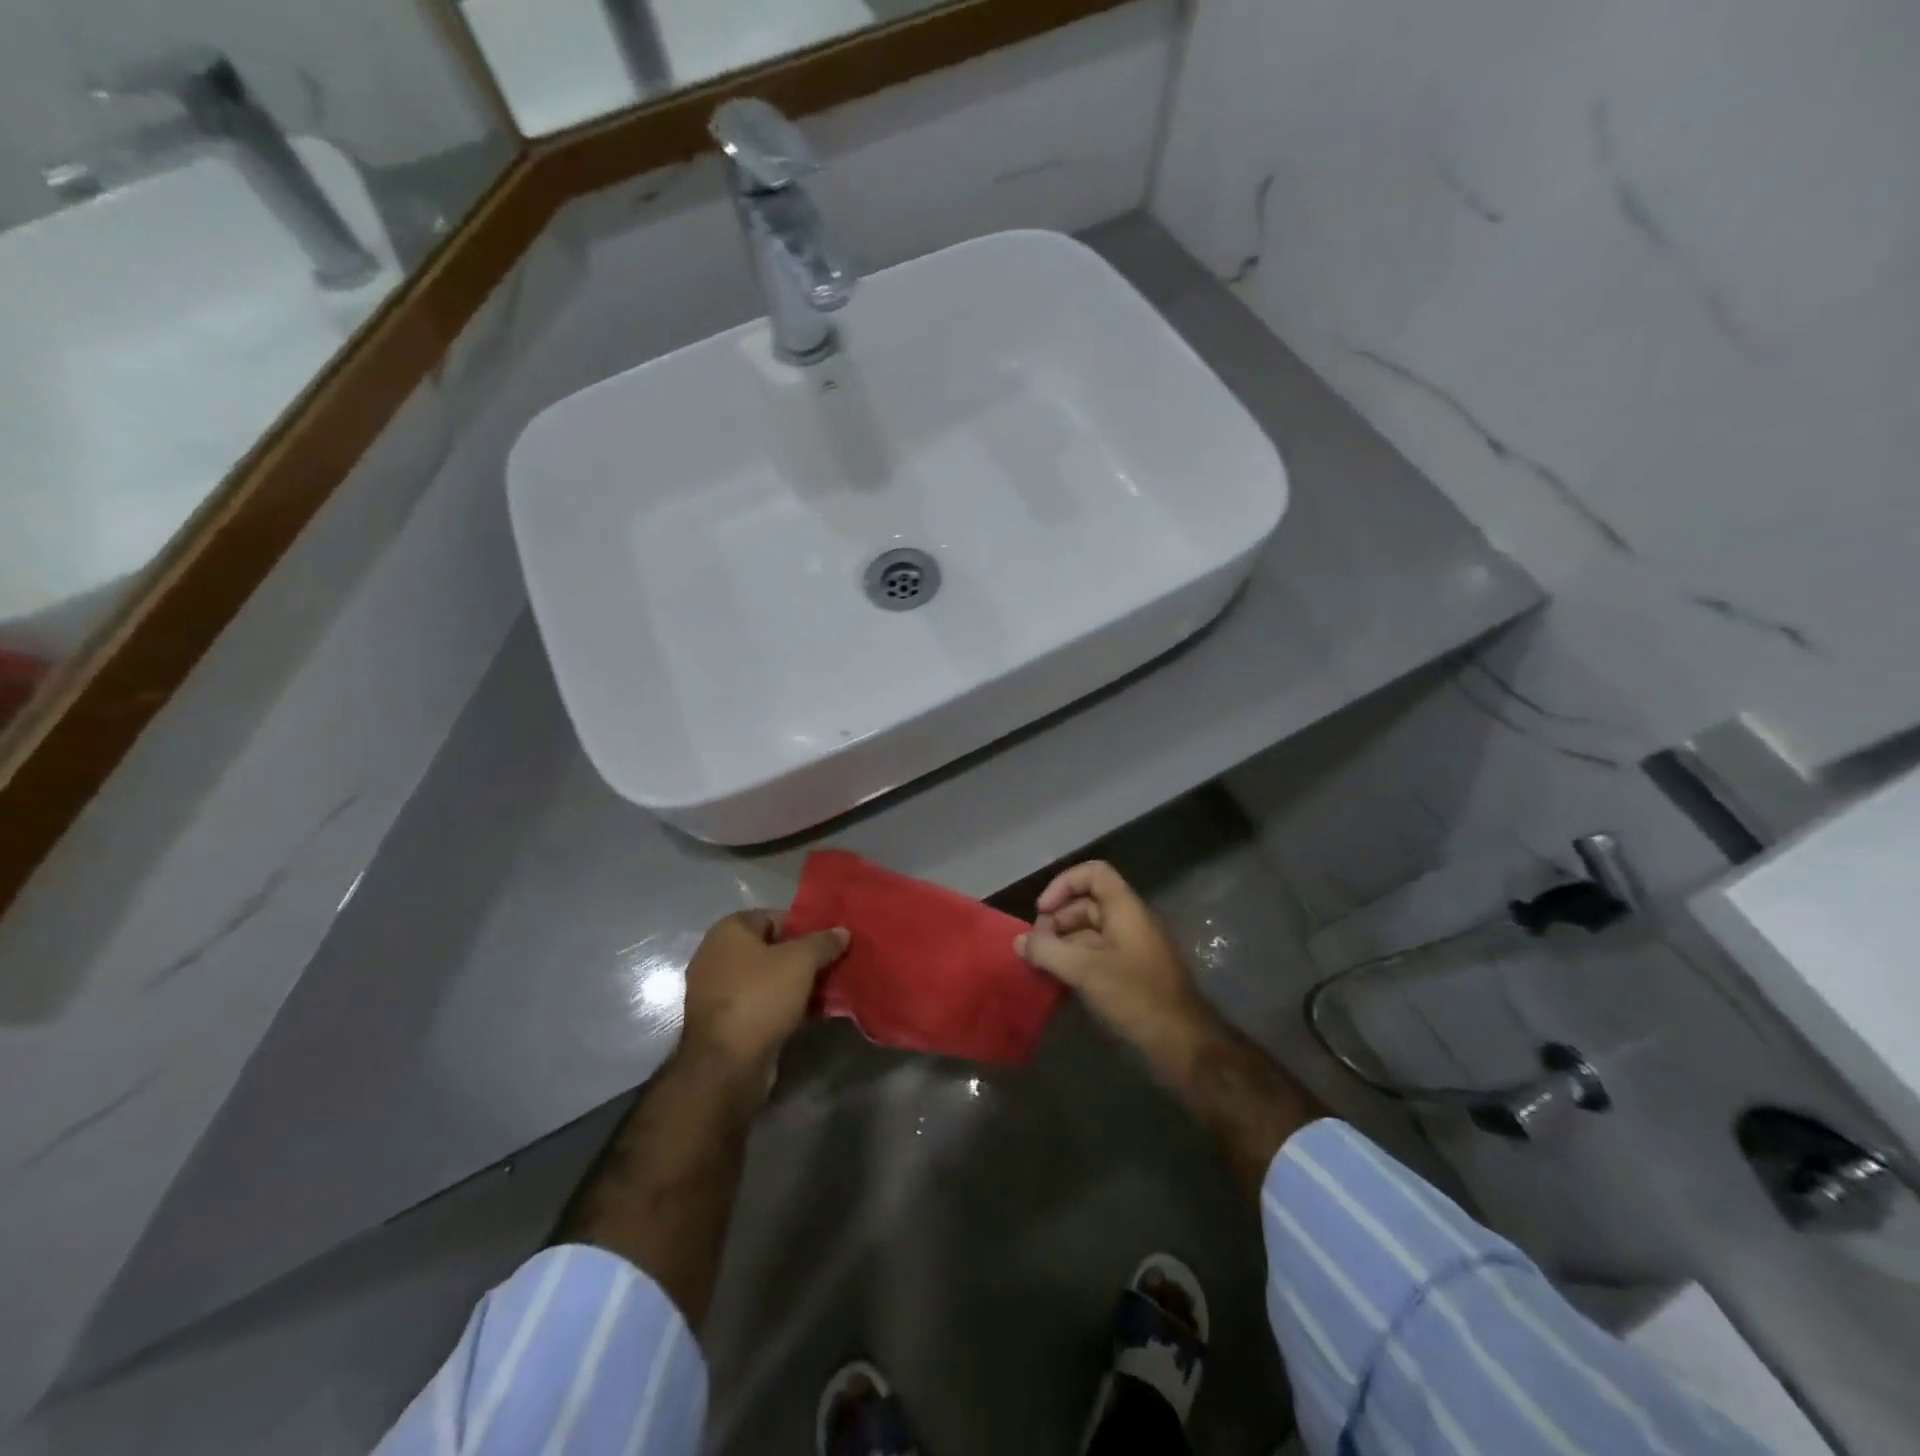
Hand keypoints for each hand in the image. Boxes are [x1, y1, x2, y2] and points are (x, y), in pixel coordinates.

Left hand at [680, 910, 849, 1084]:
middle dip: (803, 958)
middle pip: (771, 949)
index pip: (773, 917)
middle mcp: (716, 955)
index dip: (804, 926)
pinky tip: (811, 1013)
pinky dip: (783, 1005)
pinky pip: (760, 1003)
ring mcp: (717, 991)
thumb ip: (823, 942)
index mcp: (728, 931)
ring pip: (767, 979)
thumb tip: (842, 931)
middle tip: (833, 965)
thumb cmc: (761, 997)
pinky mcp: (724, 1022)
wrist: (726, 1064)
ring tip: (828, 990)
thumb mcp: (801, 961)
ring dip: (796, 984)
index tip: (829, 941)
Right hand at [1015, 861, 1210, 1058]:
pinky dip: (1078, 959)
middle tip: (1036, 944)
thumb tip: (1019, 941)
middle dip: (1058, 918)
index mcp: (1126, 908)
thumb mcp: (1084, 970)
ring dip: (1065, 941)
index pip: (1093, 873)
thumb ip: (1047, 951)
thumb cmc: (1134, 995)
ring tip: (1043, 963)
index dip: (1064, 884)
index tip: (1042, 911)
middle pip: (1089, 903)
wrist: (1182, 1042)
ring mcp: (1135, 947)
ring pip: (1092, 930)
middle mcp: (1131, 921)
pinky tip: (1061, 980)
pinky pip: (1100, 953)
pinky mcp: (1134, 972)